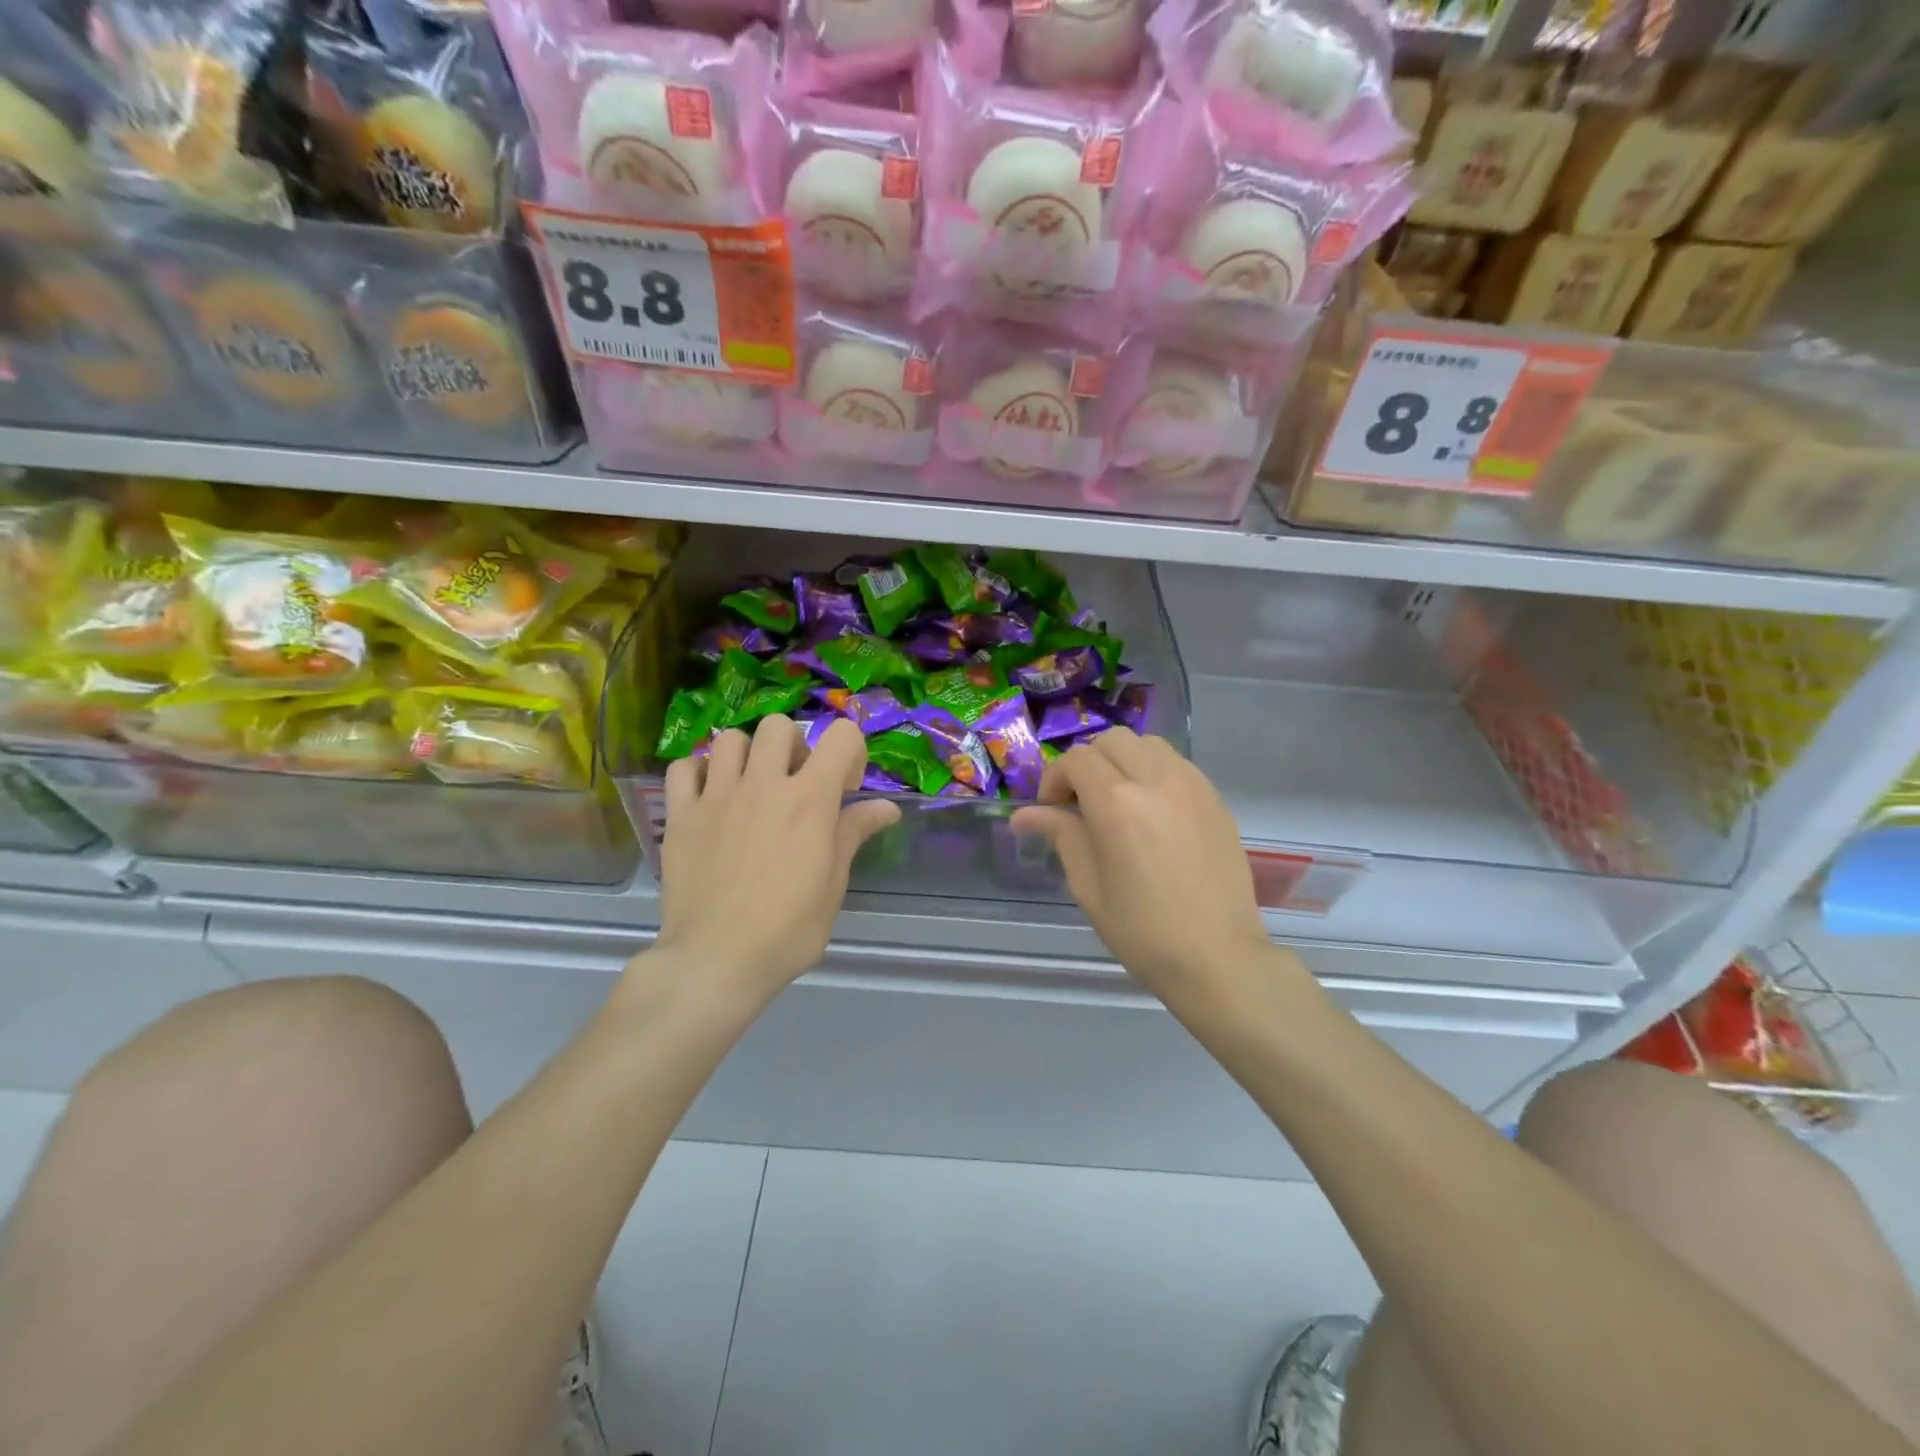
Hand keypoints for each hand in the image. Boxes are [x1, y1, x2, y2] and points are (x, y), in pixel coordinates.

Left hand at [651, 715, 899, 1003]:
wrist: (717, 960)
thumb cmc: (788, 930)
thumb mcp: (833, 884)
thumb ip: (854, 833)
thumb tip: (887, 808)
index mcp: (809, 799)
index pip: (841, 735)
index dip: (850, 752)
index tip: (845, 786)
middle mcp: (763, 784)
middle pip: (779, 726)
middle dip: (795, 747)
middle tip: (795, 784)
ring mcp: (717, 796)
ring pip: (731, 738)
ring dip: (747, 755)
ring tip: (750, 787)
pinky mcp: (681, 814)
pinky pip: (684, 768)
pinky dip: (699, 774)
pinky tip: (709, 797)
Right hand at [1011, 729, 1271, 999]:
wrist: (1218, 957)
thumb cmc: (1143, 930)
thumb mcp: (1088, 886)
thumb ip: (1060, 835)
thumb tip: (1023, 815)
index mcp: (1117, 803)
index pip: (1076, 759)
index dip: (1055, 778)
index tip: (1052, 810)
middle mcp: (1156, 780)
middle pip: (1111, 740)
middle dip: (1087, 763)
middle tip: (1081, 802)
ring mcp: (1192, 786)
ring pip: (1147, 743)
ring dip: (1123, 760)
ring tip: (1118, 799)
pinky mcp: (1215, 799)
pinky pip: (1177, 764)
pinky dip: (1154, 771)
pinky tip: (1152, 810)